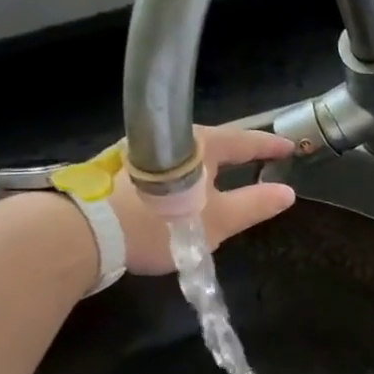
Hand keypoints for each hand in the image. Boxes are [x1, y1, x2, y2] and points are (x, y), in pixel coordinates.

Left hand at [108, 125, 296, 275]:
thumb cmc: (159, 224)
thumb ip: (254, 205)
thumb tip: (287, 192)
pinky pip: (167, 167)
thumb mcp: (216, 221)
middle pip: (215, 143)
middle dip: (238, 152)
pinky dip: (185, 175)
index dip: (269, 146)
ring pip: (188, 155)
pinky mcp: (119, 170)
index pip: (245, 140)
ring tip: (224, 176)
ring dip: (209, 165)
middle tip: (259, 160)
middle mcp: (171, 140)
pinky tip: (184, 190)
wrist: (83, 233)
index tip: (290, 147)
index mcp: (200, 146)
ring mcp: (141, 152)